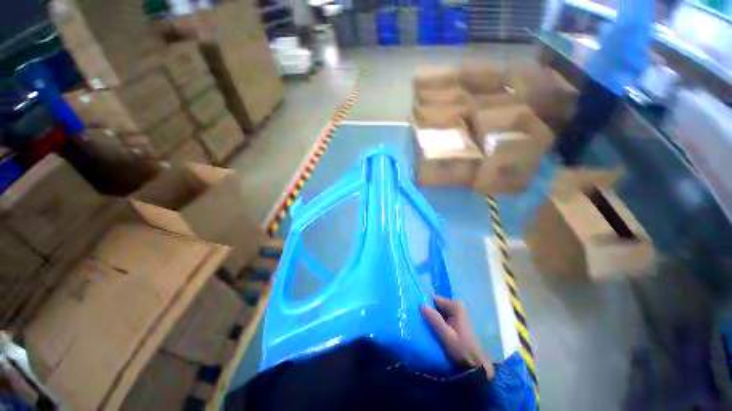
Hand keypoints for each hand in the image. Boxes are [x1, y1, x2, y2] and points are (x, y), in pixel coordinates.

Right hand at [421, 296, 494, 377]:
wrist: (476, 366)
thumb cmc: (462, 350)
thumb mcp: (447, 336)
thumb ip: (435, 320)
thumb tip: (422, 305)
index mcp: (455, 306)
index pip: (434, 299)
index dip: (425, 305)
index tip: (417, 314)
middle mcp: (456, 306)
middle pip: (436, 305)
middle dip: (428, 313)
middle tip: (419, 322)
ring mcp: (457, 314)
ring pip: (438, 312)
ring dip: (432, 319)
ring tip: (423, 327)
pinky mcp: (456, 321)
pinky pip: (442, 318)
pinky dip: (436, 323)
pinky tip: (431, 330)